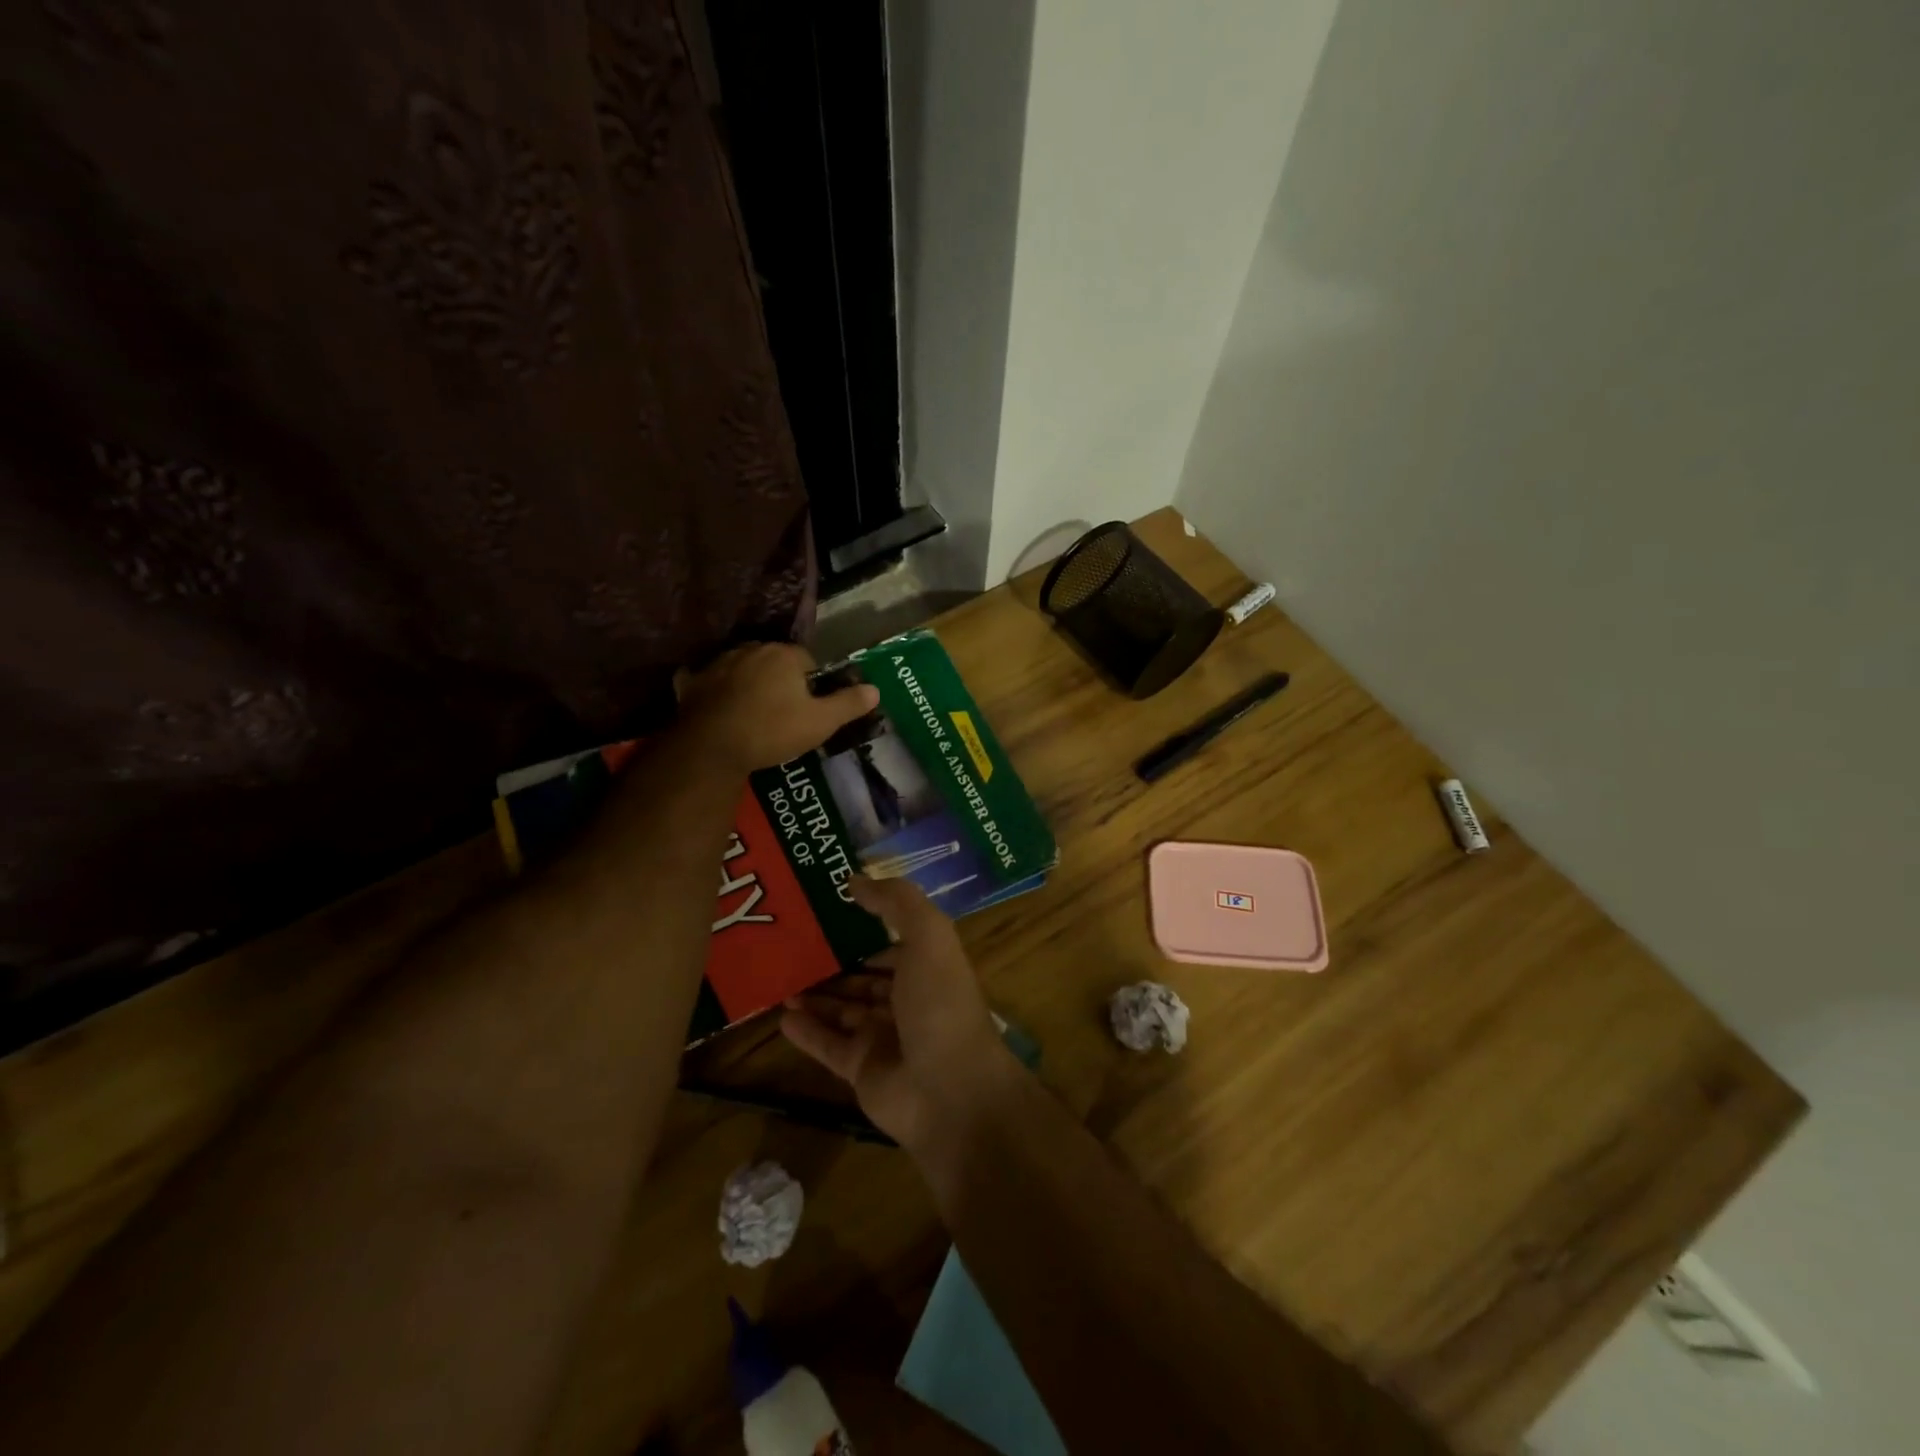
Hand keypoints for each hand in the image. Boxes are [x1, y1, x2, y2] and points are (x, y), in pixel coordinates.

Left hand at [677, 643, 878, 773]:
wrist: (712, 747)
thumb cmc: (772, 731)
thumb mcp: (821, 723)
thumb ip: (849, 703)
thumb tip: (875, 689)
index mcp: (784, 655)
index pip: (807, 660)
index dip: (812, 685)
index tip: (810, 709)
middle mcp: (752, 649)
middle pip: (775, 661)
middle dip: (781, 681)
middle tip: (784, 714)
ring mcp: (719, 663)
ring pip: (744, 669)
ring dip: (751, 684)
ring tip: (754, 714)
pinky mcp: (693, 681)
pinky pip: (710, 680)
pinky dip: (715, 690)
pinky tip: (718, 707)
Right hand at [781, 876, 1015, 1148]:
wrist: (950, 1092)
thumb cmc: (940, 1004)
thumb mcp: (928, 937)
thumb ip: (896, 902)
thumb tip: (855, 879)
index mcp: (928, 968)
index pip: (893, 942)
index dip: (866, 925)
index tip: (828, 908)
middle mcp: (907, 1001)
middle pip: (865, 977)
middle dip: (835, 961)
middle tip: (793, 943)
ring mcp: (884, 1037)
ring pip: (843, 1010)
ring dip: (817, 995)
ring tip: (781, 977)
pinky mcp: (862, 1070)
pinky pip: (828, 1045)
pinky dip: (807, 1031)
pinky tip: (782, 1015)